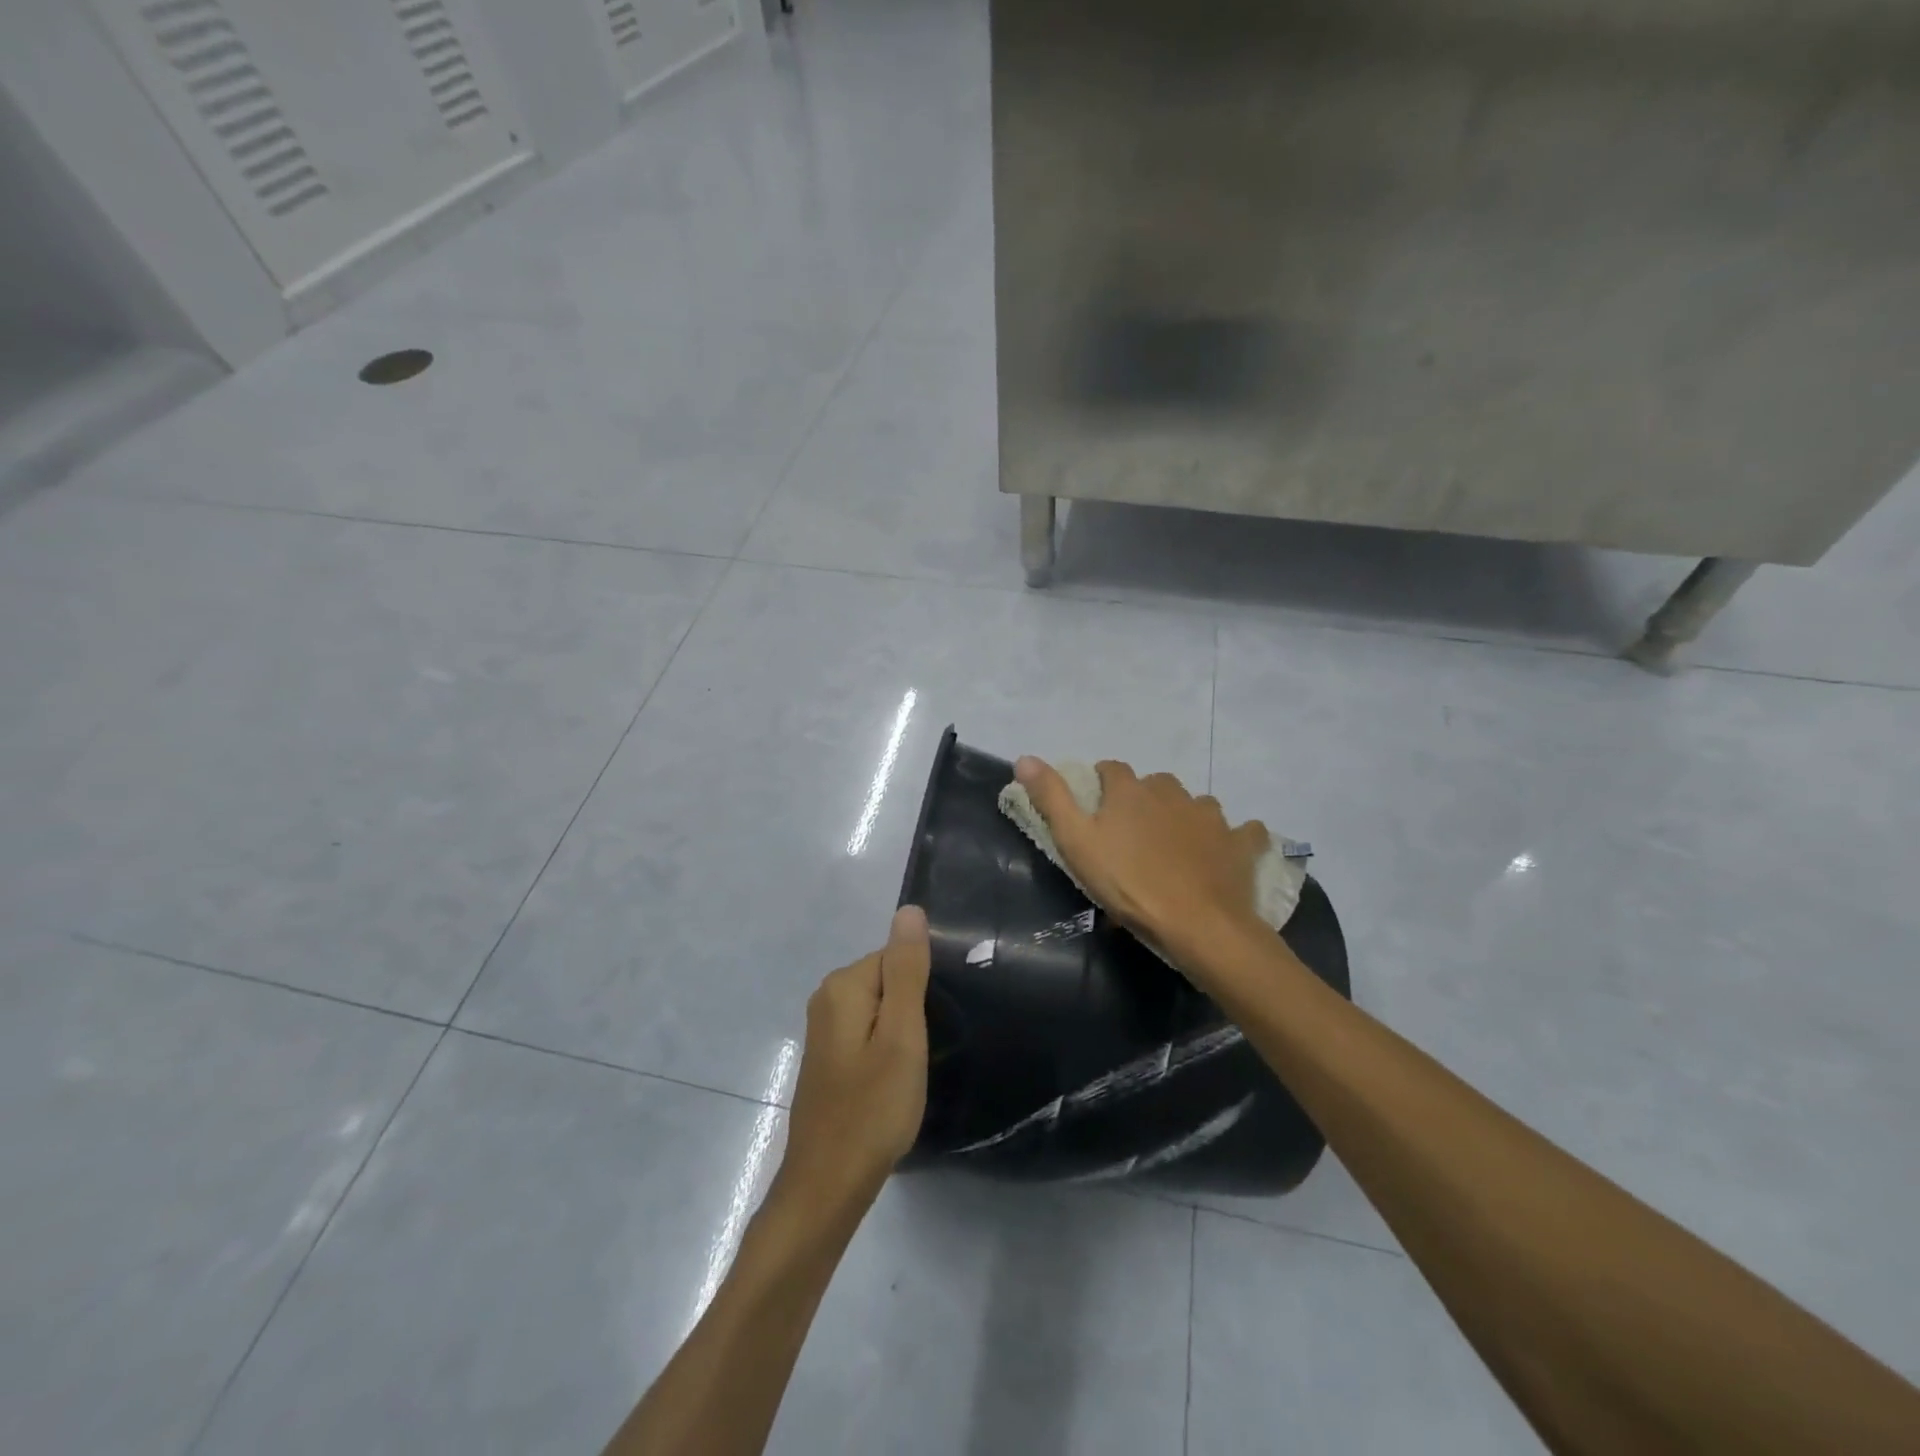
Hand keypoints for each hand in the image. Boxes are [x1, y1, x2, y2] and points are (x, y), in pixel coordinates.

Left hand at [774, 906, 931, 1224]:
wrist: (827, 1185)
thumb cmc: (872, 1108)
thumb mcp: (902, 1035)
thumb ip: (907, 970)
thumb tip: (909, 910)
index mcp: (843, 985)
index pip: (897, 957)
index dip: (924, 989)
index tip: (936, 1027)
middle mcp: (826, 998)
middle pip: (888, 980)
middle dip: (914, 1008)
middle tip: (928, 1052)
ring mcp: (824, 1029)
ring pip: (880, 1009)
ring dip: (902, 1032)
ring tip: (916, 1068)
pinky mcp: (828, 1057)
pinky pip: (868, 1033)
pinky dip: (887, 1049)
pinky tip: (896, 1081)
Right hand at [1013, 756, 1269, 976]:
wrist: (1198, 924)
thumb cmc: (1129, 884)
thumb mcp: (1076, 843)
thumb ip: (1051, 798)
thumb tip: (1024, 757)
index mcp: (1131, 791)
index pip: (1112, 769)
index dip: (1102, 783)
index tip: (1096, 806)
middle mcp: (1172, 792)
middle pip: (1155, 784)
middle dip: (1143, 800)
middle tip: (1133, 834)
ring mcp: (1210, 816)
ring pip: (1195, 804)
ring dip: (1184, 816)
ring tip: (1175, 847)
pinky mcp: (1239, 843)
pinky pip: (1242, 831)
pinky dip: (1235, 837)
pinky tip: (1228, 850)